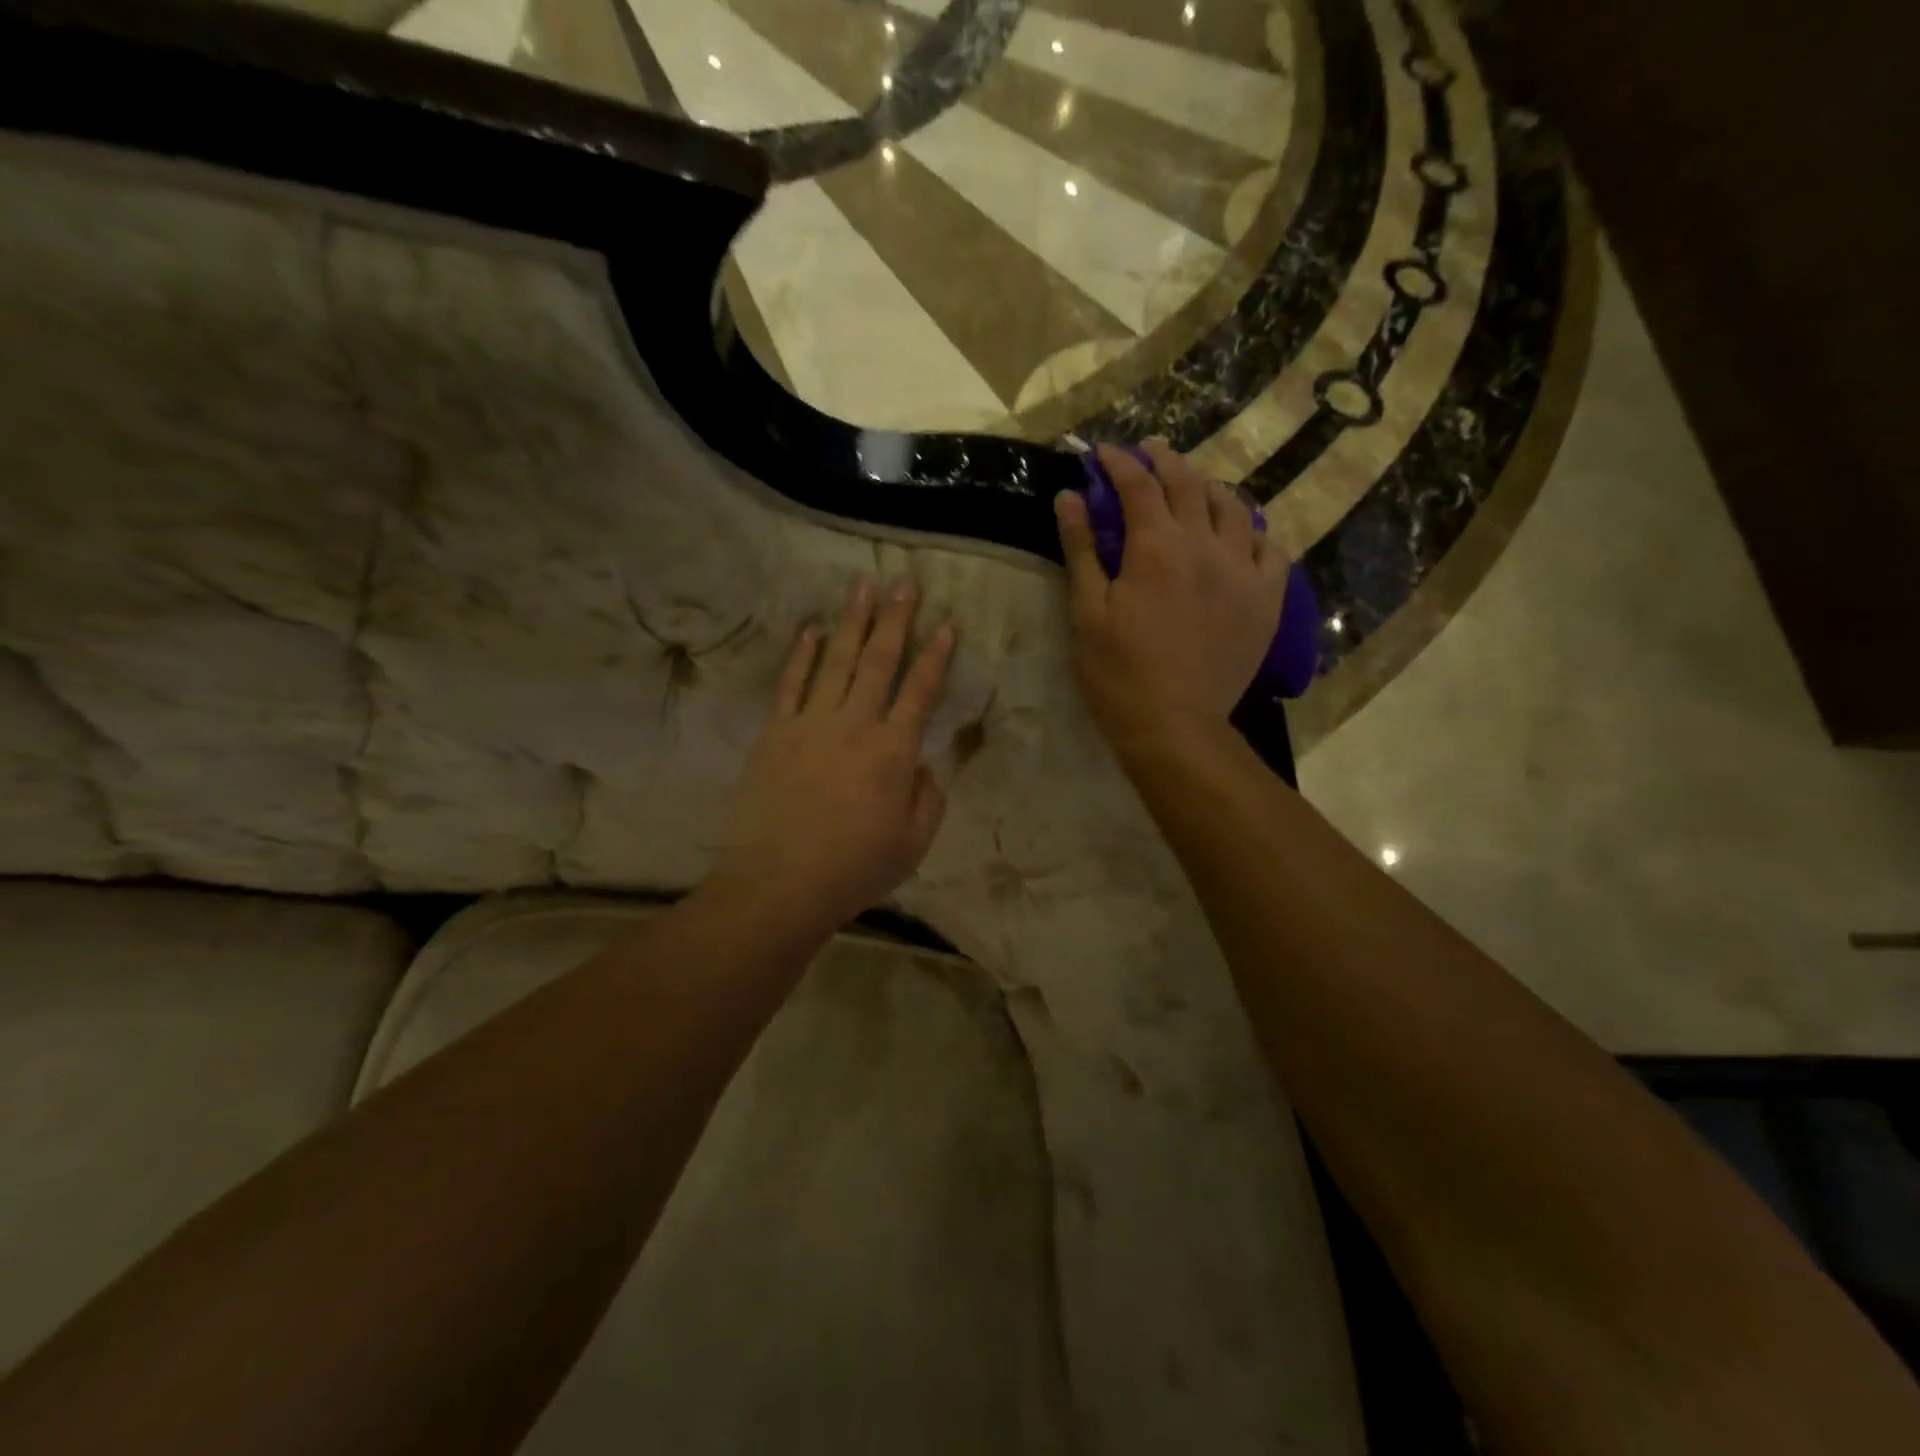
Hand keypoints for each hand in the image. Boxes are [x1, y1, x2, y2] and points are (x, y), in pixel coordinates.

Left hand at [714, 575, 954, 936]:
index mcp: (893, 752)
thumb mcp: (913, 844)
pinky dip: (802, 654)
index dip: (936, 656)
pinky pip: (791, 684)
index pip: (920, 692)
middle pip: (879, 662)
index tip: (947, 624)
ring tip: (862, 586)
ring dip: (851, 622)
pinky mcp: (775, 733)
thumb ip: (928, 798)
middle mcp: (855, 725)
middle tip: (903, 582)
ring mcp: (810, 724)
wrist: (779, 883)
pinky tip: (811, 629)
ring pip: (837, 662)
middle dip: (895, 620)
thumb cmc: (854, 869)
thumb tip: (924, 763)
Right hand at [1054, 441, 1285, 753]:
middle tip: (1148, 452)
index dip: (1119, 463)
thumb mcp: (1087, 612)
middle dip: (1164, 461)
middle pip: (1188, 484)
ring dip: (1209, 488)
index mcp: (1156, 547)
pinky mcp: (1266, 599)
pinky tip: (1241, 536)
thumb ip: (1081, 549)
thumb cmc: (1119, 673)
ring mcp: (1243, 571)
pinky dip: (1253, 532)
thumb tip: (1069, 497)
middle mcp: (1205, 546)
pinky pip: (1271, 548)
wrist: (1175, 725)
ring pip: (1234, 508)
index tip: (1102, 453)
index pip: (1138, 486)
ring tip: (1194, 487)